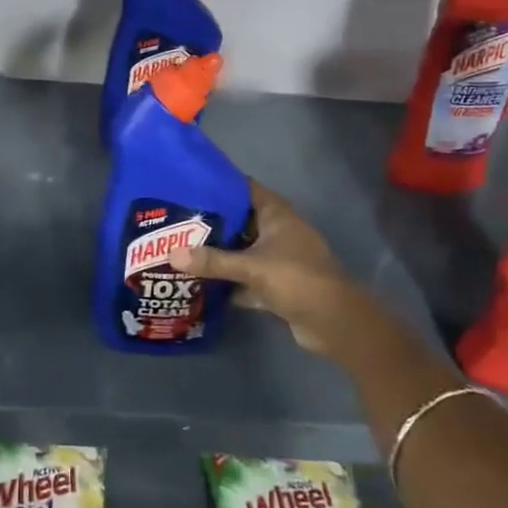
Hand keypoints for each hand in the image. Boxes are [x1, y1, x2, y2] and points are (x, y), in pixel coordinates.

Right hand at [180, 181, 379, 360]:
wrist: (336, 323)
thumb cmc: (297, 279)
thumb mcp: (252, 267)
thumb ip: (213, 261)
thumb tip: (171, 254)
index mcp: (276, 214)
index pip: (244, 188)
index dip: (218, 184)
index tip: (187, 184)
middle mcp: (277, 231)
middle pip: (239, 220)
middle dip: (211, 222)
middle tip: (176, 220)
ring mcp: (278, 258)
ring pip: (241, 250)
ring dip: (219, 252)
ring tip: (181, 248)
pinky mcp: (277, 284)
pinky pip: (246, 276)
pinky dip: (229, 280)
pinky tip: (201, 282)